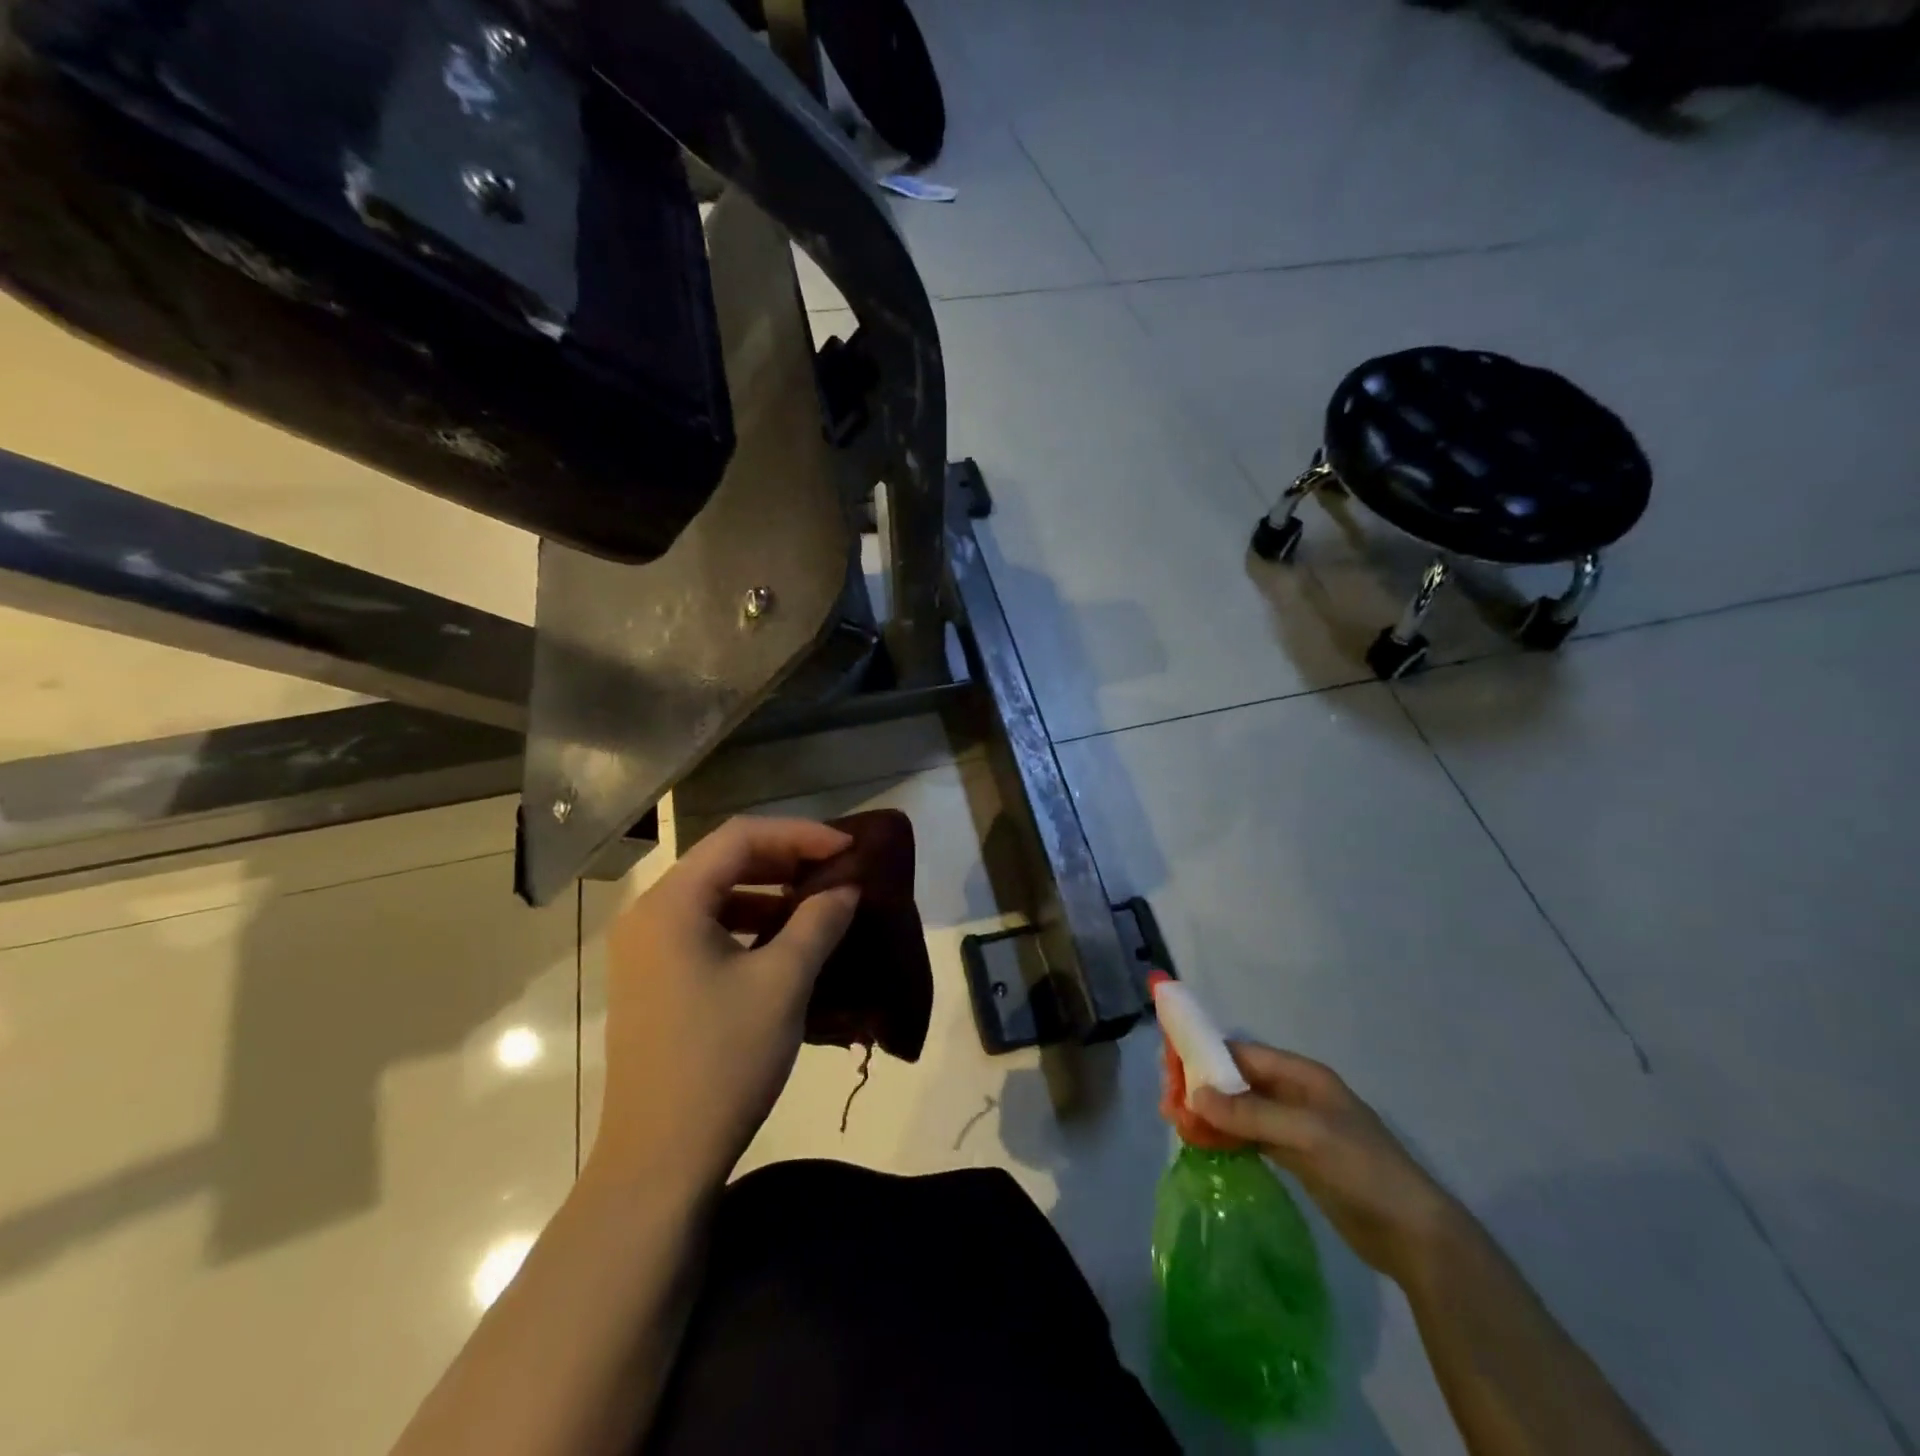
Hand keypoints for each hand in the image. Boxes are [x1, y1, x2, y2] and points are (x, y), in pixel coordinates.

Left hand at [591, 817, 859, 1196]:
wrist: (659, 1161)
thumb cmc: (722, 1061)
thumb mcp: (783, 983)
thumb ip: (818, 922)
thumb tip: (847, 888)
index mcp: (671, 905)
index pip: (740, 837)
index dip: (799, 835)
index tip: (847, 849)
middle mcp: (648, 915)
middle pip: (723, 860)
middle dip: (784, 859)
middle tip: (836, 869)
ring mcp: (644, 950)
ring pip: (714, 895)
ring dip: (767, 891)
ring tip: (816, 902)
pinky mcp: (653, 980)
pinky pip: (704, 928)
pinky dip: (747, 923)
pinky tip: (783, 942)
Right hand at [1189, 1042, 1461, 1287]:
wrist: (1414, 1235)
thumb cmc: (1362, 1169)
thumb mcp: (1305, 1134)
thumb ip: (1250, 1113)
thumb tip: (1194, 1094)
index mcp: (1302, 1075)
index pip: (1242, 1053)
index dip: (1205, 1054)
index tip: (1169, 1066)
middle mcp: (1296, 1094)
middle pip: (1238, 1079)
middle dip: (1202, 1086)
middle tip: (1168, 1103)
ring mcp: (1296, 1127)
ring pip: (1241, 1109)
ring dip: (1210, 1112)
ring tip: (1177, 1124)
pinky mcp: (1296, 1158)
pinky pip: (1251, 1136)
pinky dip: (1226, 1136)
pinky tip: (1203, 1143)